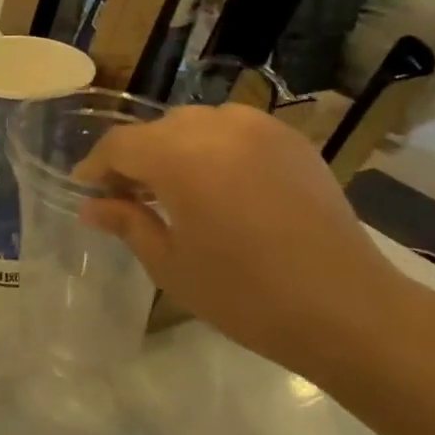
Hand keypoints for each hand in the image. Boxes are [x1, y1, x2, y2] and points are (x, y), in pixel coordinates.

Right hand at [75, 104, 416, 381]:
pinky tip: (220, 184)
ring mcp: (259, 127)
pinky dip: (214, 148)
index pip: (120, 144)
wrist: (349, 309)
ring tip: (175, 190)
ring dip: (175, 150)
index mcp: (180, 156)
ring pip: (195, 125)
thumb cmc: (247, 296)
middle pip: (157, 131)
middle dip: (136, 159)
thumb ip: (127, 222)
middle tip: (128, 197)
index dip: (96, 166)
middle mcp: (217, 126)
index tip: (85, 189)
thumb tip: (91, 206)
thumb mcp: (172, 265)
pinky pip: (234, 130)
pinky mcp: (290, 139)